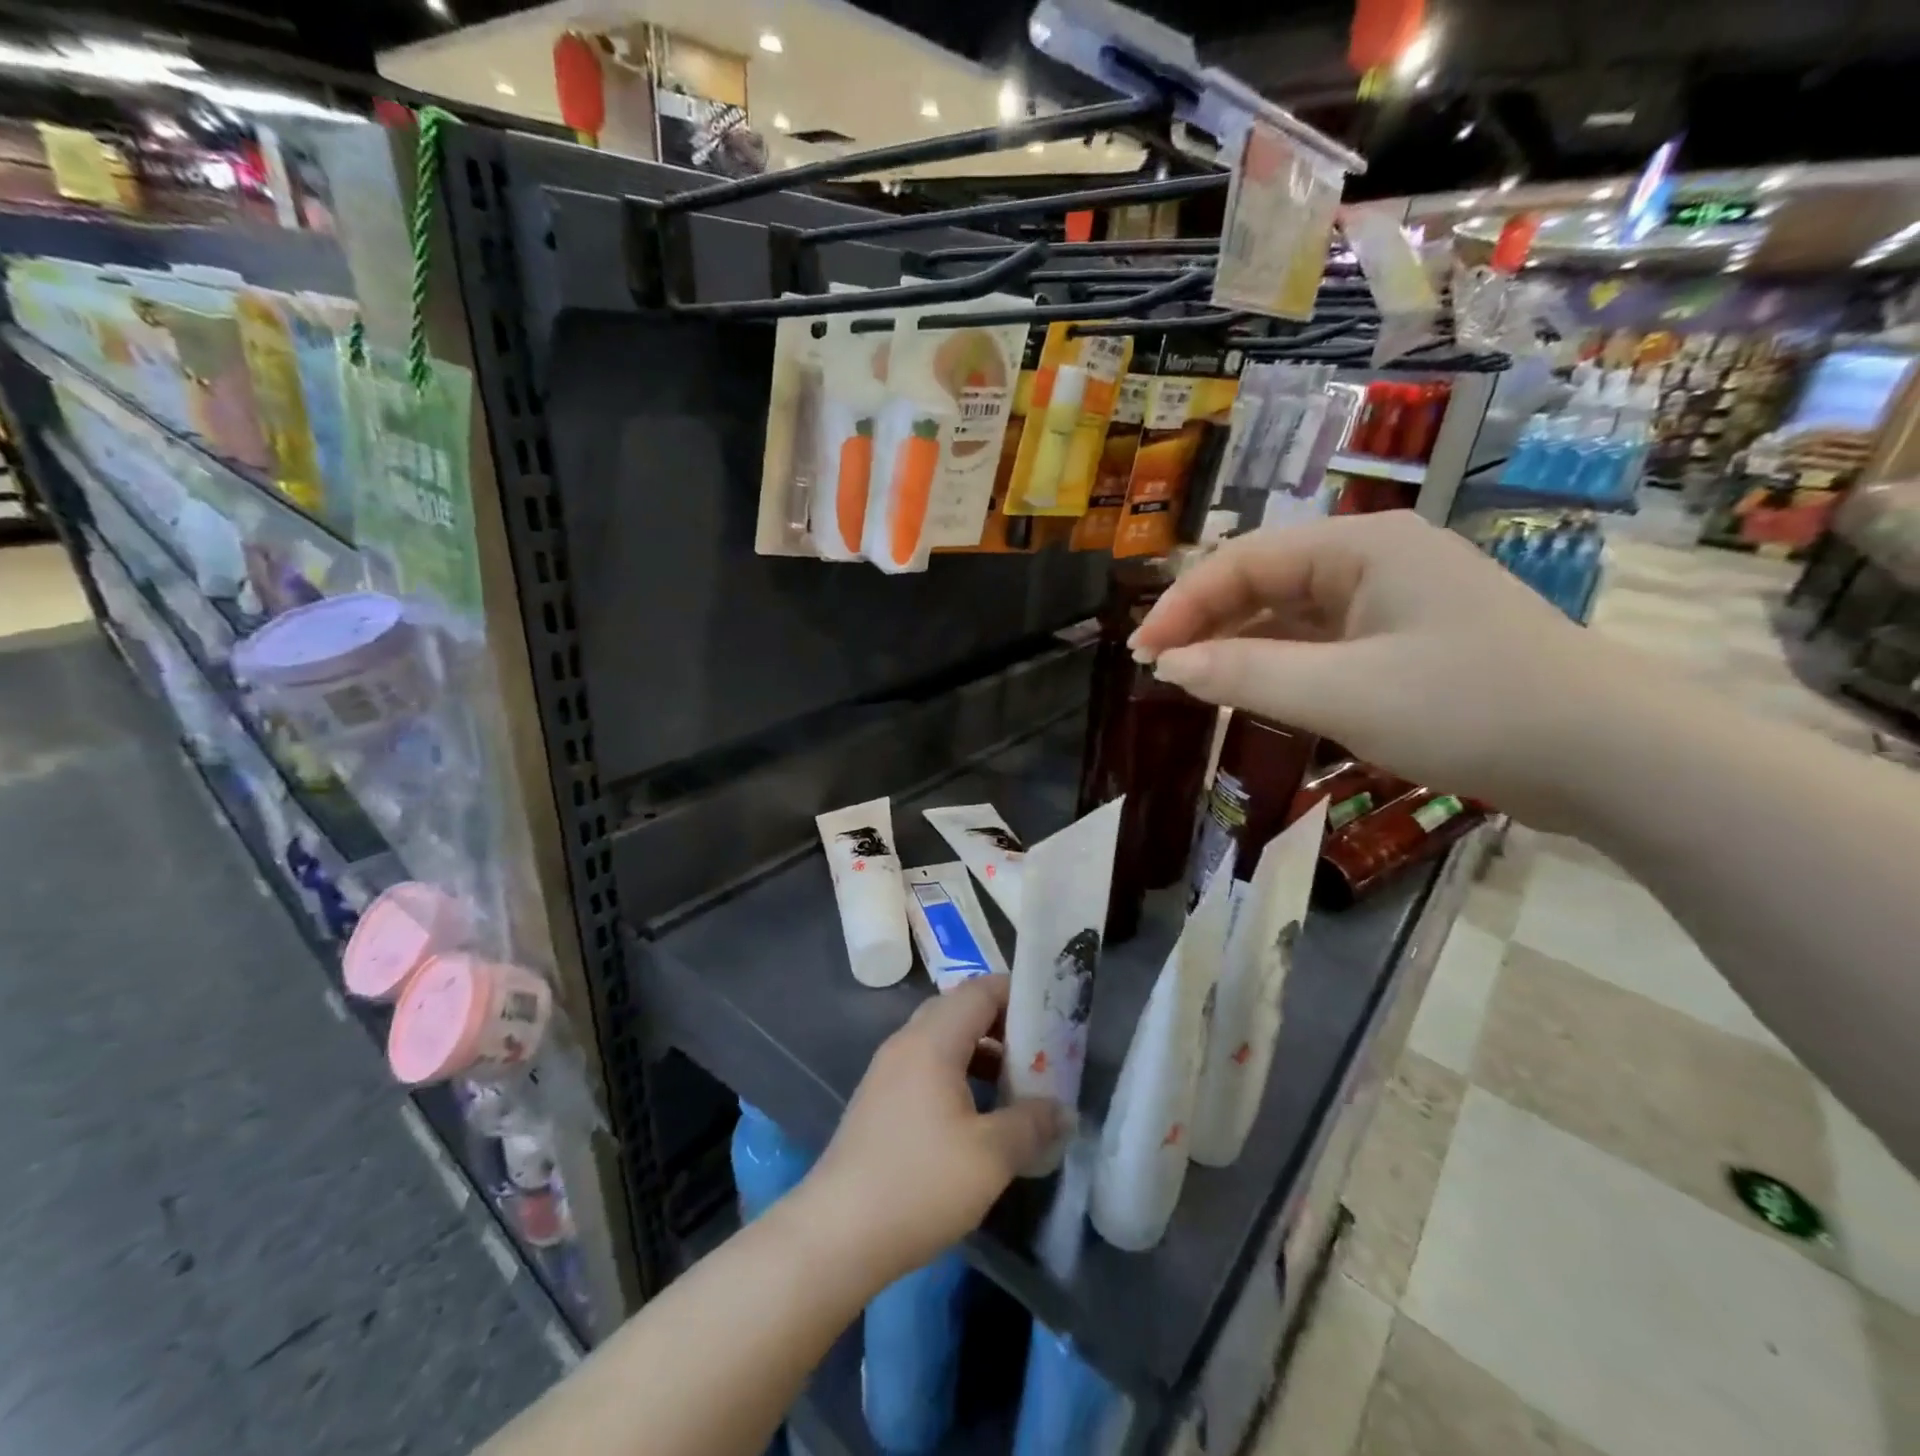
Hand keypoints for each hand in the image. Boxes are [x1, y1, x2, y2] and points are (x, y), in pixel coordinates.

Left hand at [798, 976, 1066, 1286]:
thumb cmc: (919, 1184)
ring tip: (1015, 1084)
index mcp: (932, 1040)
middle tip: (1039, 1050)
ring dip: (980, 1051)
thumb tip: (1063, 1111)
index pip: (979, 990)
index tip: (1051, 1014)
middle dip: (1002, 1022)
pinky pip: (926, 1066)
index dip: (1017, 993)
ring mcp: (887, 1071)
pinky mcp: (879, 1100)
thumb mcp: (991, 1156)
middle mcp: (906, 1043)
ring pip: (942, 1039)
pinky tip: (976, 1115)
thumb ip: (1032, 1124)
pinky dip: (957, 1073)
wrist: (836, 1234)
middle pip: (959, 1009)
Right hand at [1130, 511, 1625, 824]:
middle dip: (1208, 622)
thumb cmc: (1470, 709)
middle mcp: (1378, 559)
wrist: (1611, 758)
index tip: (1142, 654)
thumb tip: (1166, 665)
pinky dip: (1283, 665)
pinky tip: (1257, 692)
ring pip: (1294, 614)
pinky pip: (1325, 643)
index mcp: (1363, 546)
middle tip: (1161, 670)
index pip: (1245, 560)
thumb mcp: (1342, 694)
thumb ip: (1245, 675)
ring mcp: (1398, 601)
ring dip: (1242, 646)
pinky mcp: (1411, 642)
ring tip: (1195, 683)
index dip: (1184, 604)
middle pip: (1267, 581)